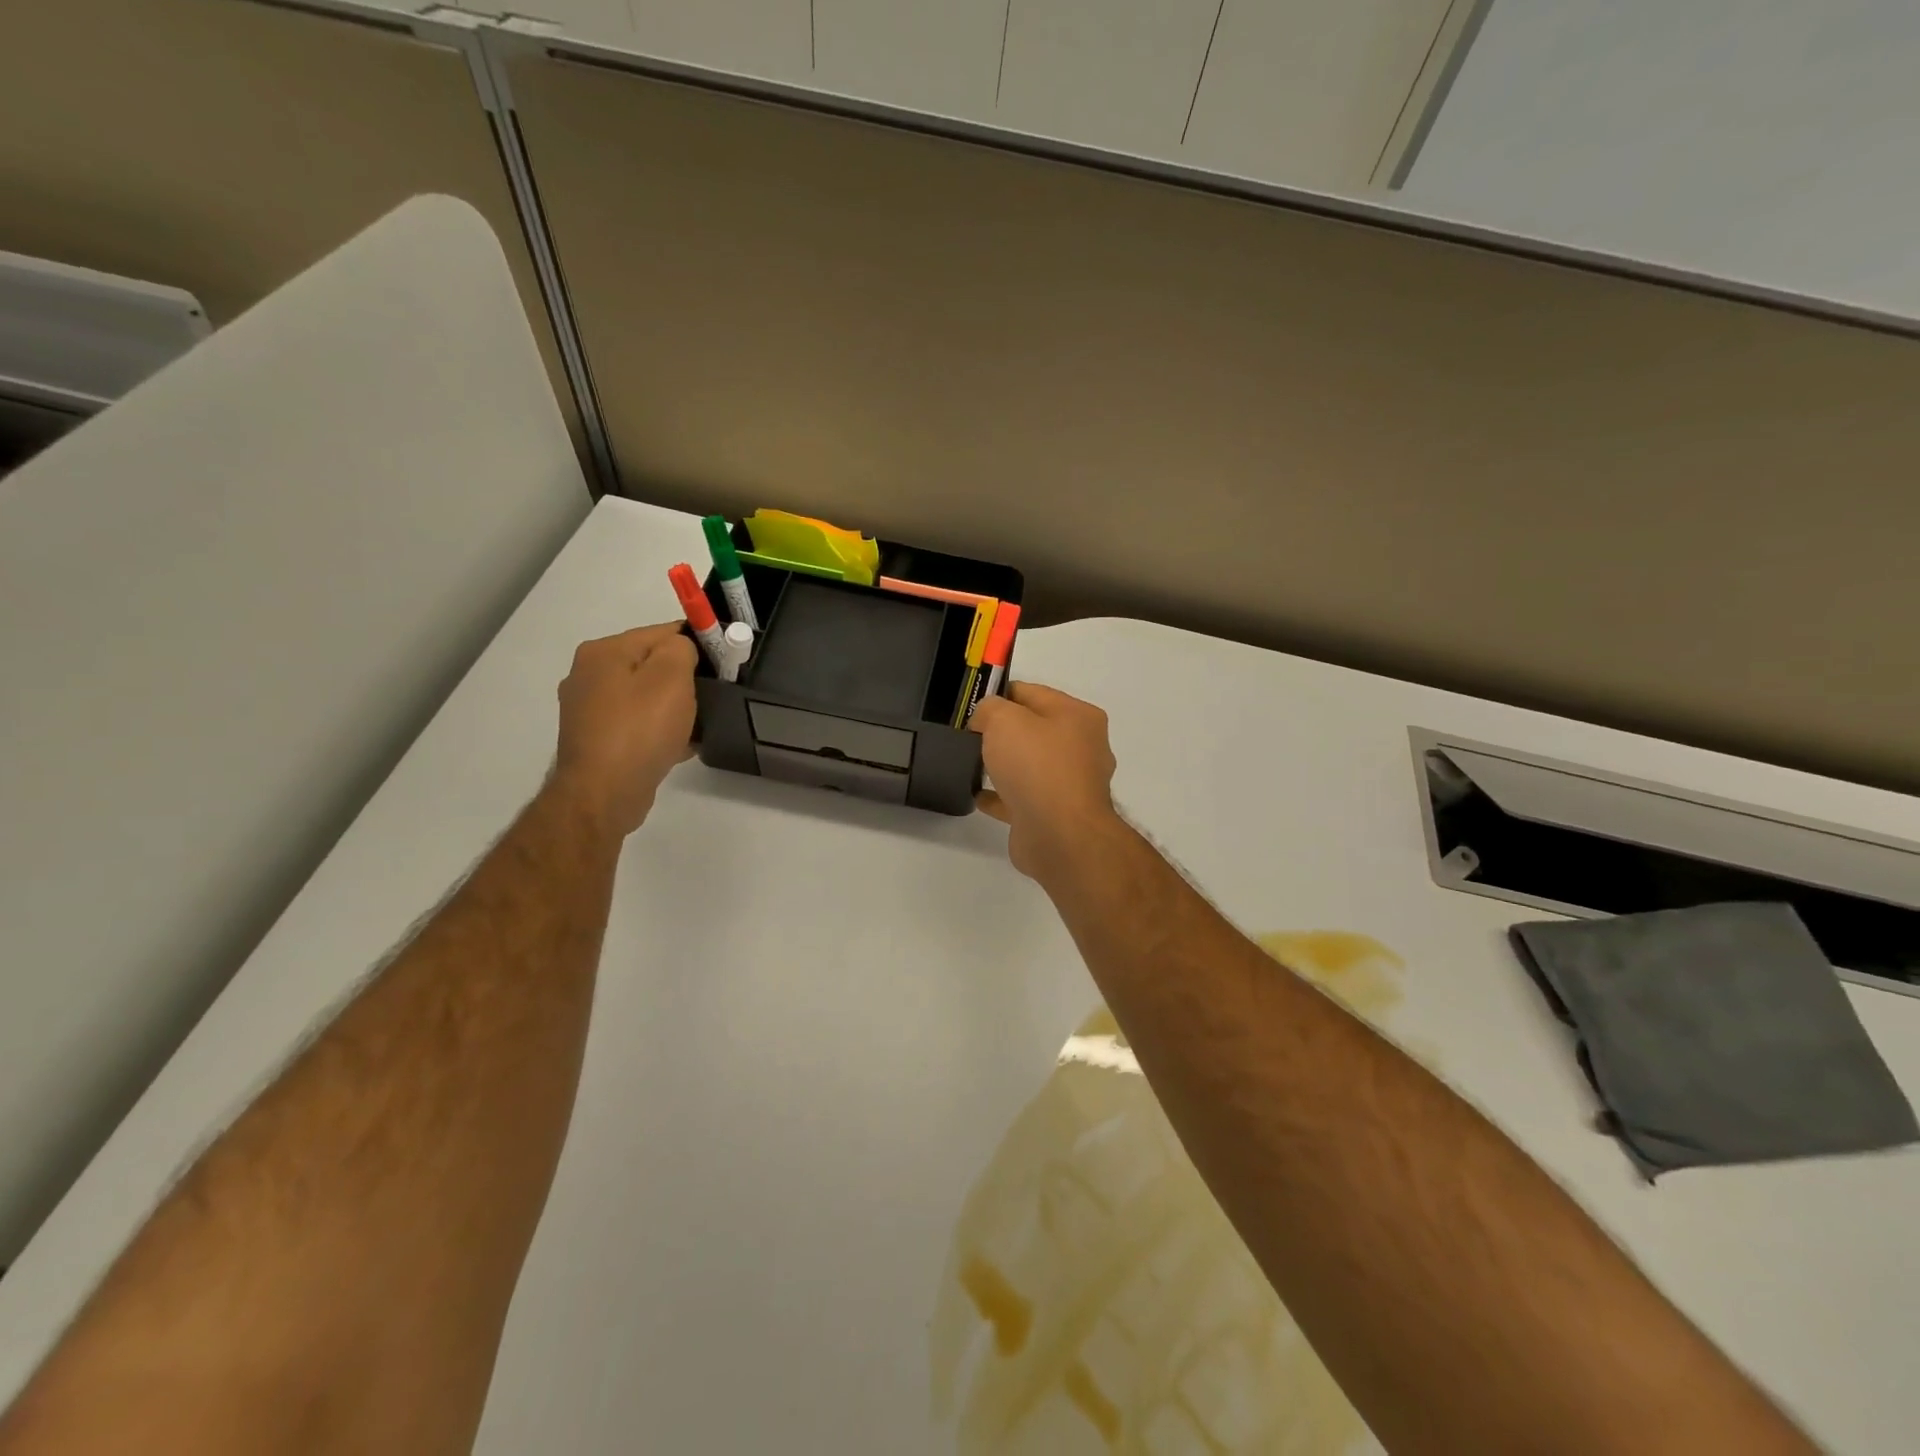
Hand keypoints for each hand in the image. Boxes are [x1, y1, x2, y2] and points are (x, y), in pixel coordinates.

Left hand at [550, 623, 697, 837]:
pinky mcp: (596, 741)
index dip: (697, 643)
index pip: (661, 632)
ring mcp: (589, 711)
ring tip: (698, 725)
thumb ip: (682, 649)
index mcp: (603, 652)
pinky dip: (658, 731)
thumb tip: (682, 648)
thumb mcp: (672, 676)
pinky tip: (679, 745)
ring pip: (645, 697)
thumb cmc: (640, 729)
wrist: (604, 794)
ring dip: (672, 708)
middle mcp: (588, 675)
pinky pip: (637, 725)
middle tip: (712, 695)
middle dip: (683, 678)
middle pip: (650, 665)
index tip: (724, 661)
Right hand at [971, 682, 1122, 880]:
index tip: (971, 707)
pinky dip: (1002, 796)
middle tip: (969, 735)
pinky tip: (979, 796)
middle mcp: (1081, 747)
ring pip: (1030, 765)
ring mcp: (1071, 784)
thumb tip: (986, 721)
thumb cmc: (1037, 766)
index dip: (999, 696)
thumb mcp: (1004, 719)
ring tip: (971, 764)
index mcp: (1078, 716)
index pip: (1032, 693)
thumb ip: (989, 709)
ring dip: (1004, 764)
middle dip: (1002, 731)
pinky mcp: (1056, 815)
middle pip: (1034, 729)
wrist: (1059, 835)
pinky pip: (1023, 798)